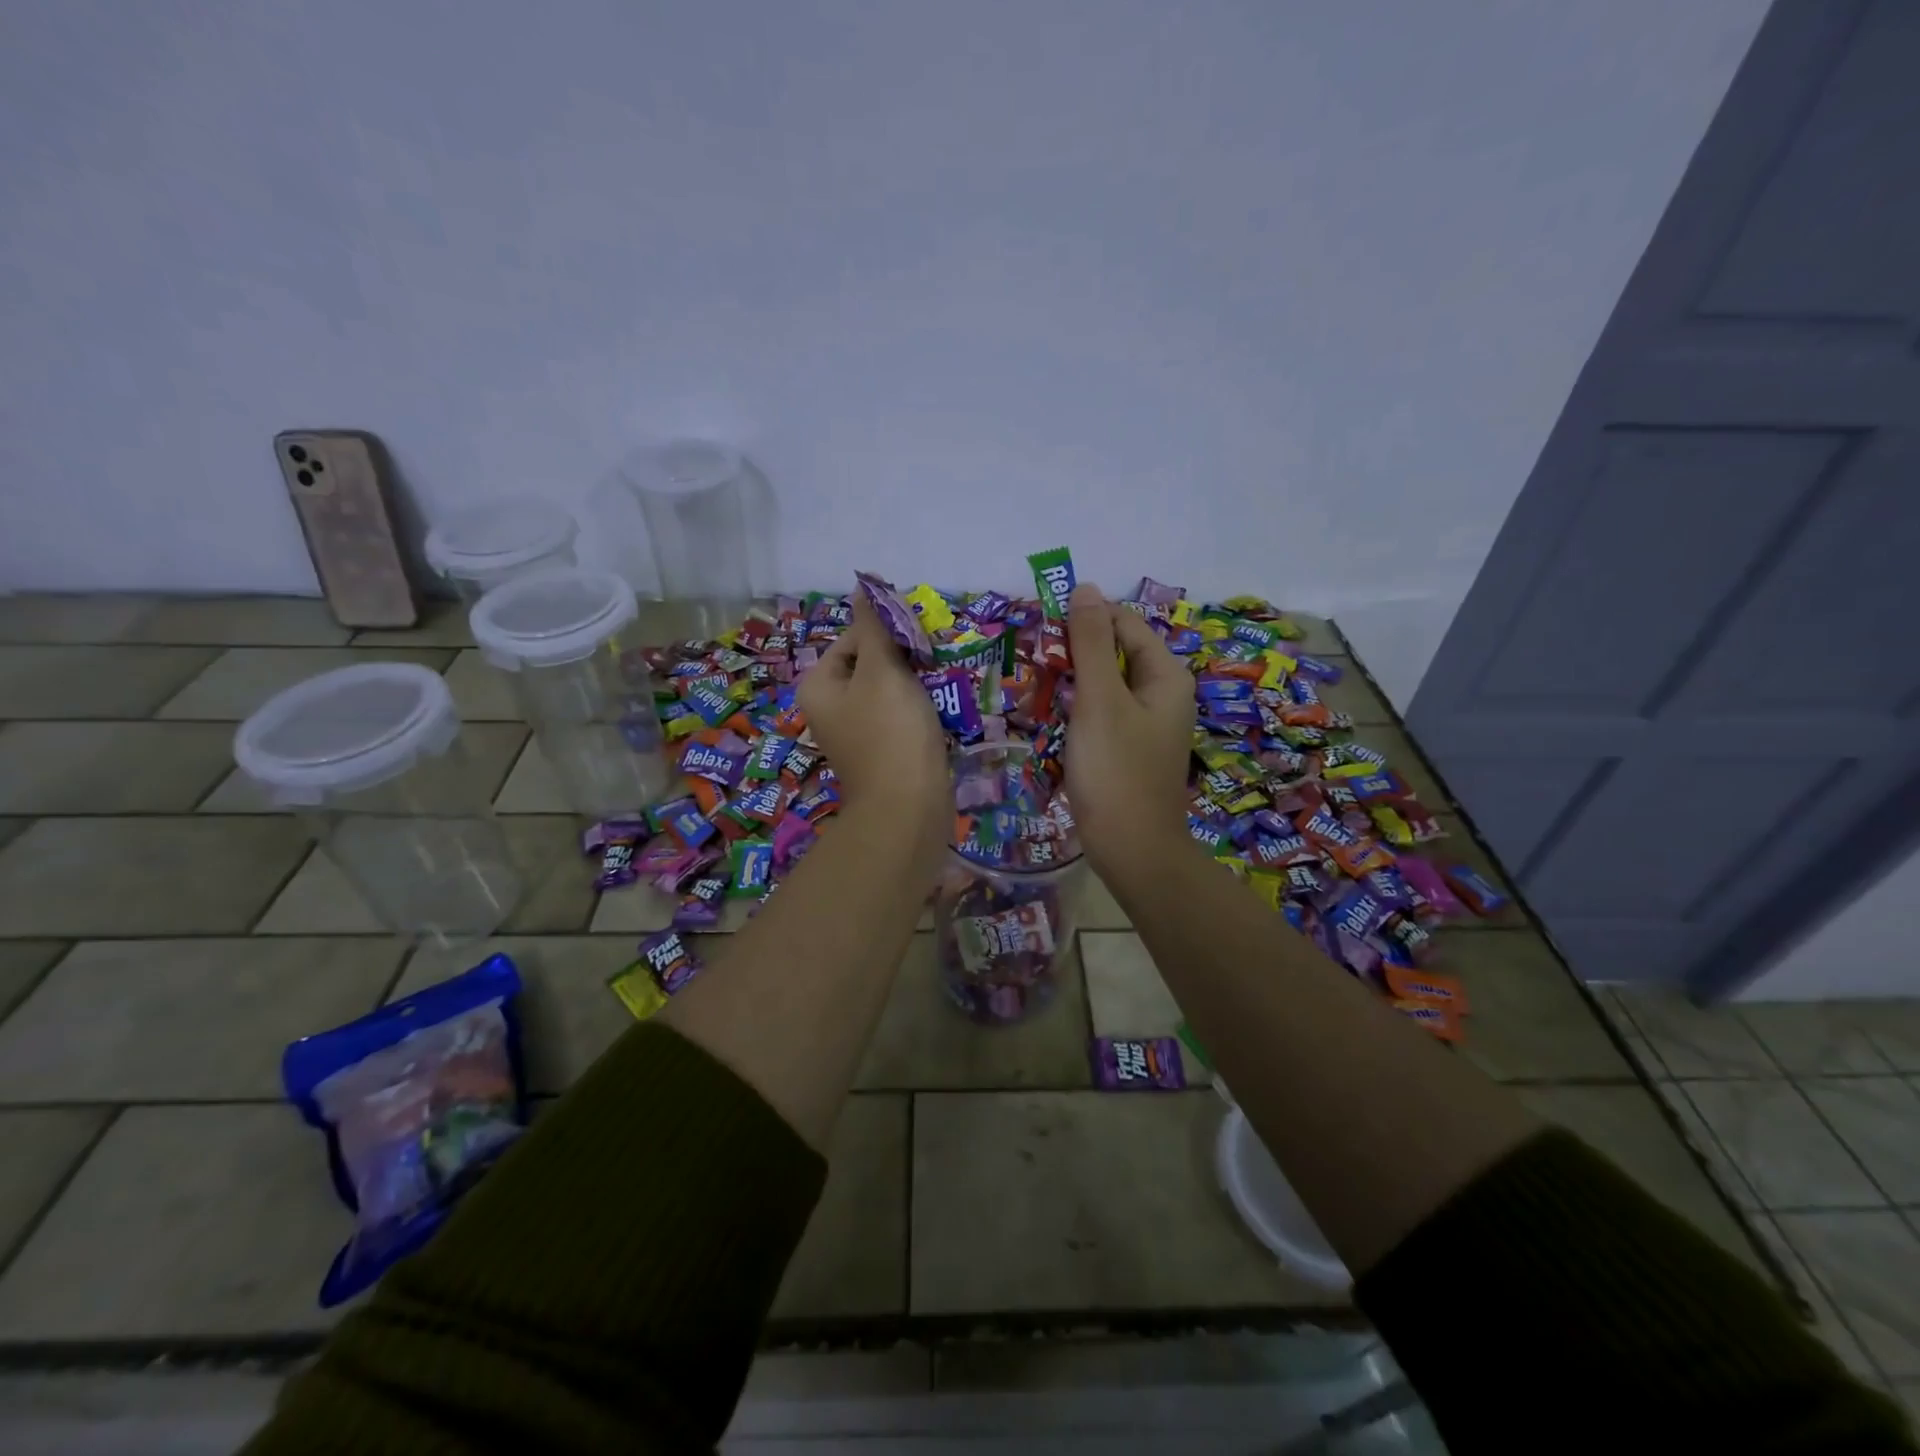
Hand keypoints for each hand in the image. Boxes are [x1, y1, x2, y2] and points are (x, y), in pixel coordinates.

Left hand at [797, 592, 949, 860]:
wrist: (908, 809)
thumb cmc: (891, 732)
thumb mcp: (882, 669)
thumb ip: (874, 626)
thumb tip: (862, 586)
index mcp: (819, 685)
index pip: (853, 638)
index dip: (888, 634)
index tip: (920, 642)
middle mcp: (830, 707)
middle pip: (871, 663)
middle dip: (905, 660)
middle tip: (935, 662)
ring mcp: (856, 732)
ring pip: (889, 690)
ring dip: (916, 684)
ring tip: (942, 685)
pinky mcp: (881, 751)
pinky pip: (899, 716)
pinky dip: (919, 710)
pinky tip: (941, 712)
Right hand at [1064, 584, 1195, 884]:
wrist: (1131, 848)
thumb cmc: (1116, 770)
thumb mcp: (1099, 700)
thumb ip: (1091, 643)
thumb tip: (1084, 588)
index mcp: (1166, 675)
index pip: (1124, 624)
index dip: (1085, 619)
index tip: (1042, 628)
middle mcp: (1163, 693)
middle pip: (1116, 652)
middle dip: (1076, 650)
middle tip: (1035, 660)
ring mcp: (1148, 722)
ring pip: (1106, 683)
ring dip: (1074, 679)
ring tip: (1038, 684)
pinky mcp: (1130, 747)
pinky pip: (1104, 712)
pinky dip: (1079, 707)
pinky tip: (1053, 716)